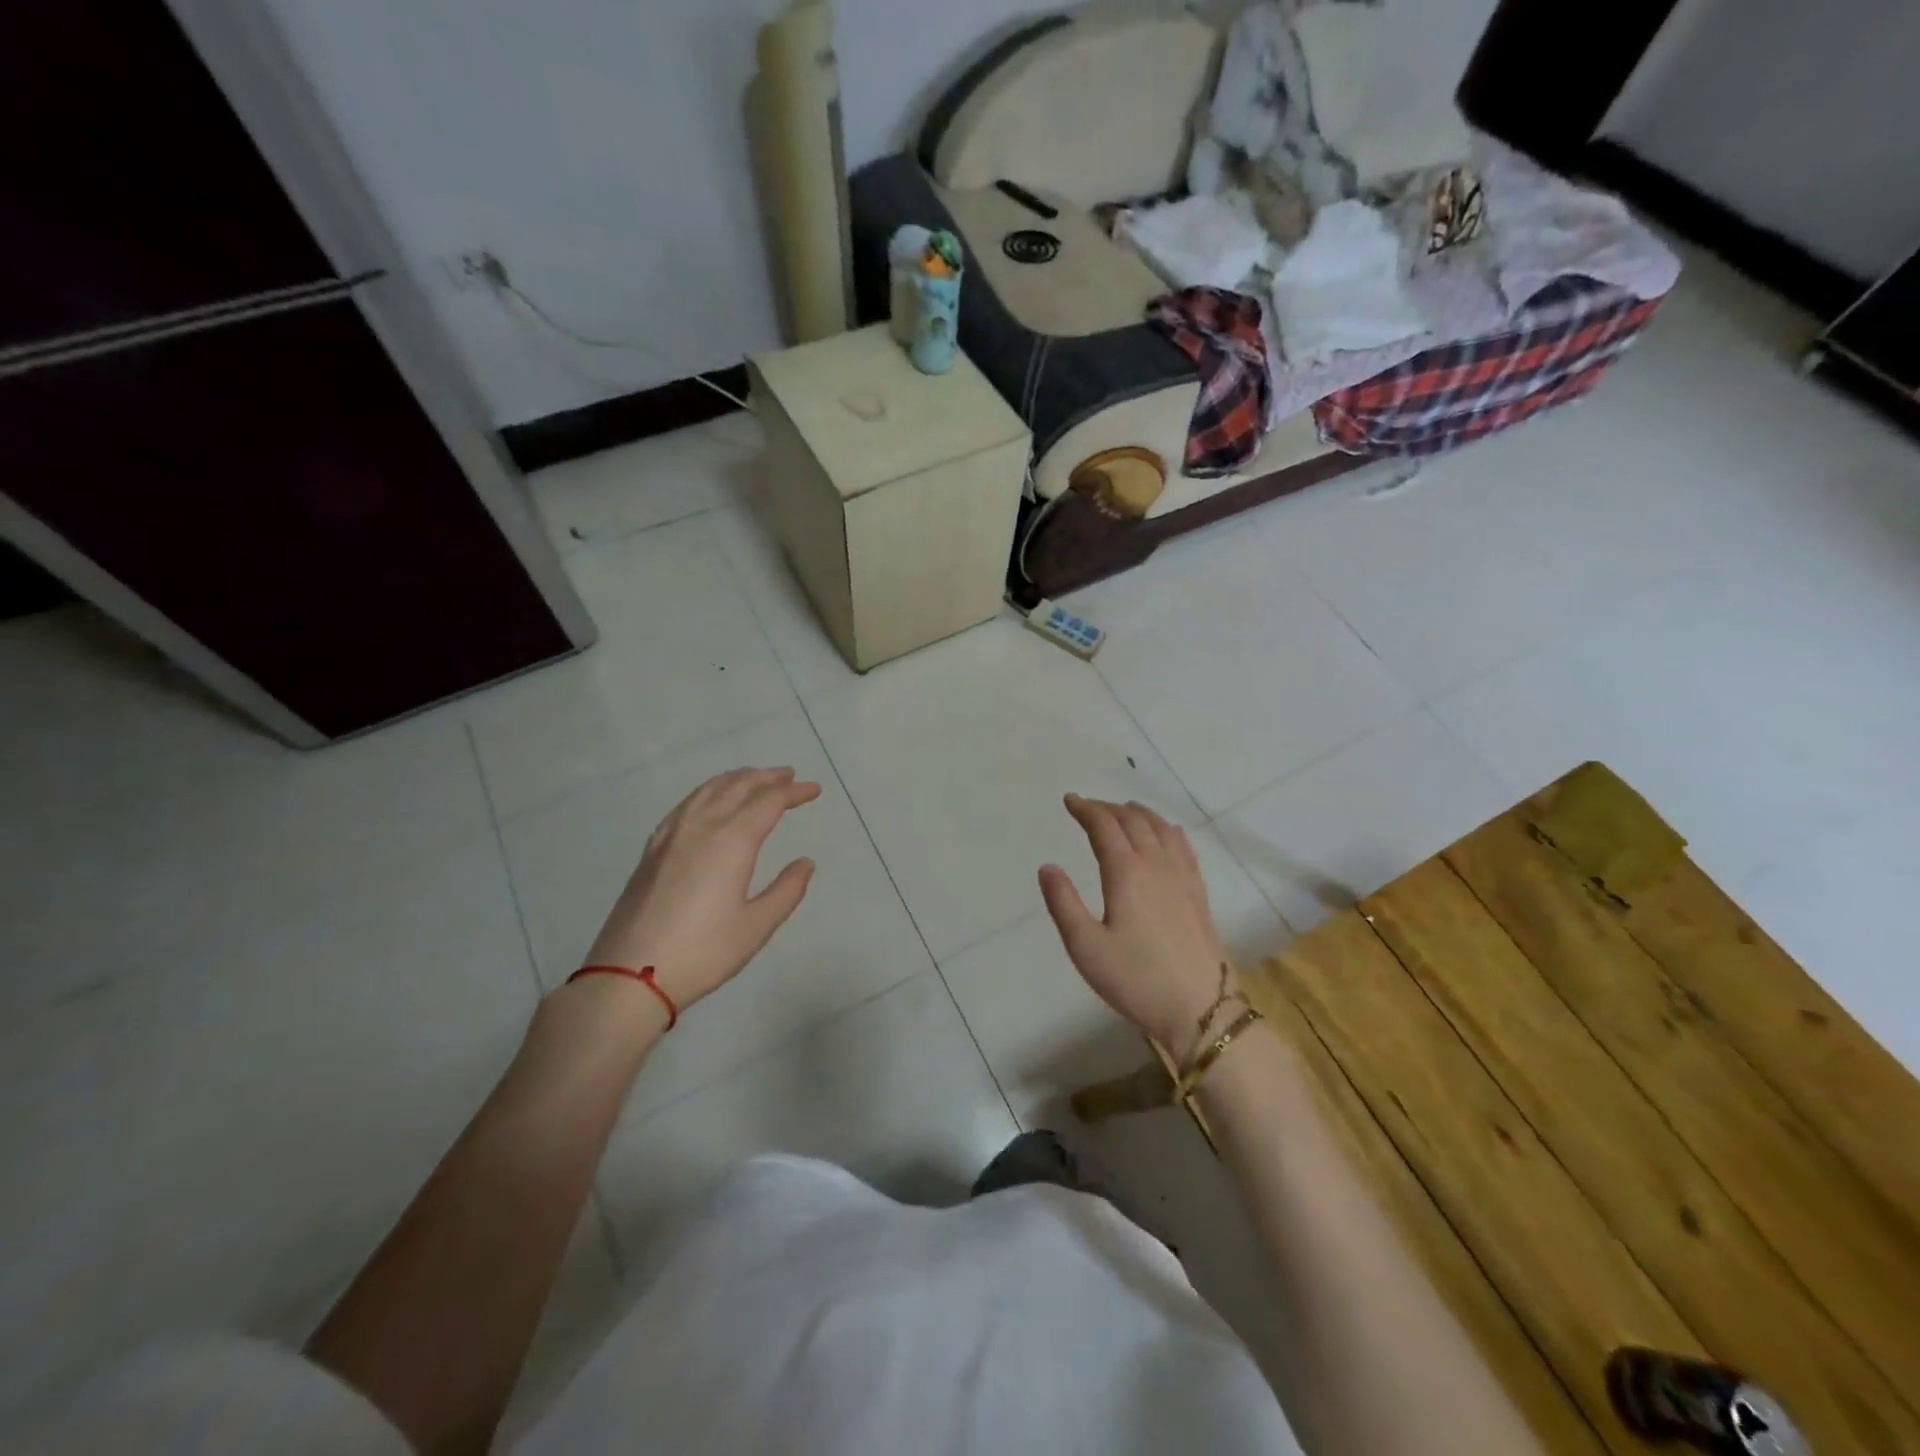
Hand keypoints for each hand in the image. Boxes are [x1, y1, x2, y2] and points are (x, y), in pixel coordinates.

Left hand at [580, 767, 820, 1020]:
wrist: (629, 975)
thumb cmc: (702, 952)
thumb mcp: (756, 926)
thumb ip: (787, 890)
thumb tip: (805, 863)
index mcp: (731, 841)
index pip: (769, 802)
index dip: (793, 792)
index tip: (814, 790)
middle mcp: (701, 826)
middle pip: (738, 786)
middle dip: (767, 777)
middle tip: (790, 776)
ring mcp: (671, 835)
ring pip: (708, 790)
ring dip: (736, 779)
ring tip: (754, 779)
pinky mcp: (652, 849)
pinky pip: (686, 804)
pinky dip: (707, 792)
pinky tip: (709, 801)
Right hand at [1039, 794, 1232, 1056]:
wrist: (1201, 1008)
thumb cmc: (1136, 980)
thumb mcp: (1085, 947)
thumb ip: (1063, 903)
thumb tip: (1047, 867)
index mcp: (1126, 873)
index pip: (1104, 826)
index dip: (1086, 809)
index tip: (1069, 800)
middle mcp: (1156, 865)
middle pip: (1133, 821)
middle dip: (1108, 808)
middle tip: (1088, 808)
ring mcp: (1182, 876)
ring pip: (1160, 828)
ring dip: (1138, 813)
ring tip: (1123, 810)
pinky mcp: (1199, 892)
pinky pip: (1182, 845)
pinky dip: (1166, 829)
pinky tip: (1166, 833)